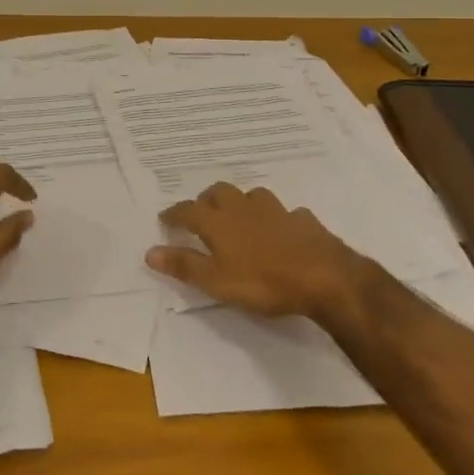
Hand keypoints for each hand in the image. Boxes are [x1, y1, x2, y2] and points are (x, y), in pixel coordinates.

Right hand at [147, 183, 371, 323]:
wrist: (323, 276)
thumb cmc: (263, 282)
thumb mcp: (216, 281)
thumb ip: (184, 265)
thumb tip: (149, 251)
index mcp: (218, 222)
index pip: (188, 210)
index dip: (174, 214)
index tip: (165, 218)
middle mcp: (243, 208)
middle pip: (219, 192)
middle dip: (206, 200)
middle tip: (202, 214)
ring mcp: (276, 211)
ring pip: (252, 195)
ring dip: (241, 202)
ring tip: (239, 217)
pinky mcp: (303, 220)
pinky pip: (285, 212)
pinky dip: (277, 218)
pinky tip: (280, 230)